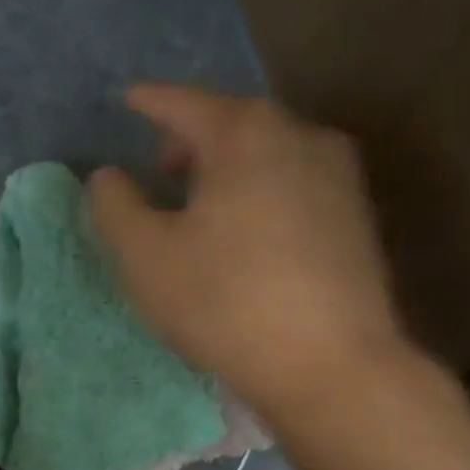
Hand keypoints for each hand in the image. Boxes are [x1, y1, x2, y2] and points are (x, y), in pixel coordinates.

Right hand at [87, 84, 403, 419]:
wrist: (333, 367)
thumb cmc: (228, 304)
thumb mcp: (146, 258)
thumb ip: (115, 206)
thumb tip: (110, 176)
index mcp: (246, 131)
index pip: (183, 103)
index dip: (149, 103)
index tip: (129, 102)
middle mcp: (302, 135)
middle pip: (232, 124)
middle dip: (192, 142)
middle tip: (161, 173)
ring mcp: (340, 176)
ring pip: (269, 155)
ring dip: (230, 171)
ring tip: (205, 209)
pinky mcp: (359, 218)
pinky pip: (296, 187)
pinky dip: (264, 195)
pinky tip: (251, 236)